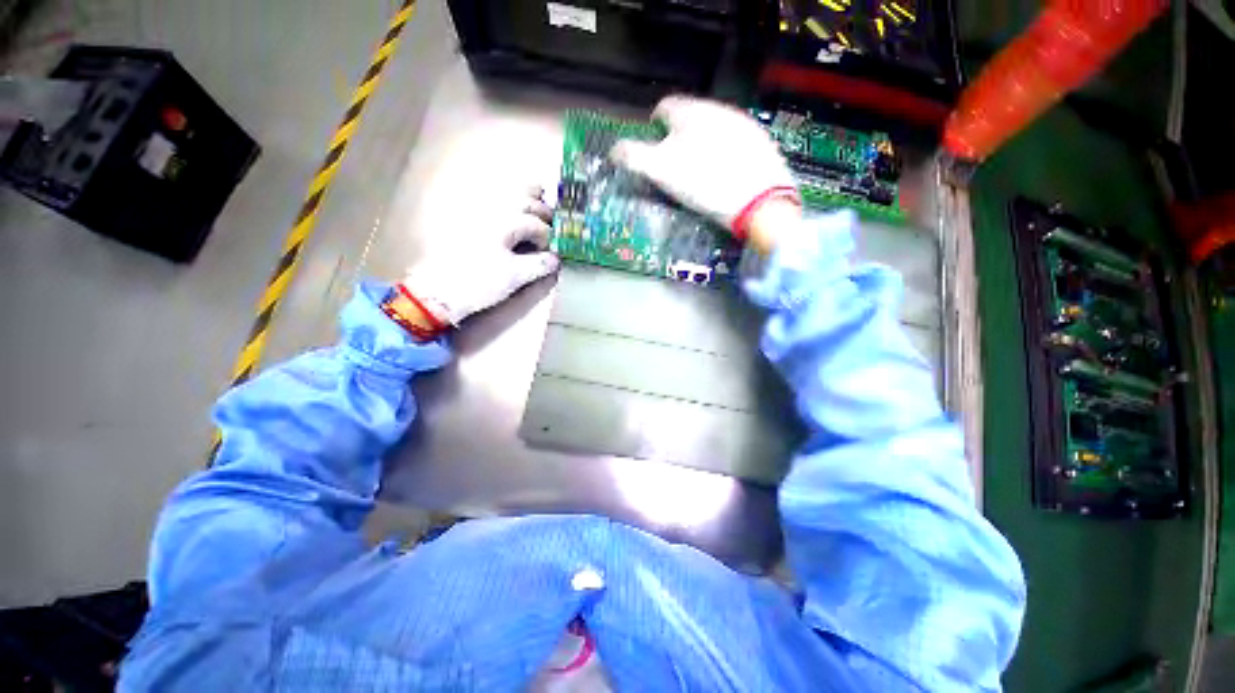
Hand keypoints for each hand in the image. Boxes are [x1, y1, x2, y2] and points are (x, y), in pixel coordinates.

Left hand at [402, 186, 559, 325]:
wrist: (440, 291)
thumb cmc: (479, 283)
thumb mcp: (515, 277)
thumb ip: (540, 264)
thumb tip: (556, 259)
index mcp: (506, 222)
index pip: (537, 224)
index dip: (548, 237)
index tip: (552, 251)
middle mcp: (493, 209)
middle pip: (526, 200)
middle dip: (543, 213)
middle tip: (552, 227)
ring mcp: (478, 211)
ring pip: (509, 193)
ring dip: (528, 199)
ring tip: (538, 210)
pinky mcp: (468, 218)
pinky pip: (494, 199)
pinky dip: (510, 201)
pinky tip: (514, 212)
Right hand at [611, 96, 800, 244]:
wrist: (759, 201)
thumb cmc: (704, 183)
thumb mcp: (662, 172)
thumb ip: (634, 157)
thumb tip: (614, 150)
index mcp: (690, 113)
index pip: (664, 107)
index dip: (654, 125)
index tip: (654, 143)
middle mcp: (717, 109)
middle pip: (690, 116)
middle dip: (679, 134)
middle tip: (676, 162)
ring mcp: (743, 124)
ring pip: (714, 127)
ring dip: (702, 141)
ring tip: (700, 169)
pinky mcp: (760, 142)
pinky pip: (735, 140)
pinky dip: (725, 150)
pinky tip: (725, 172)